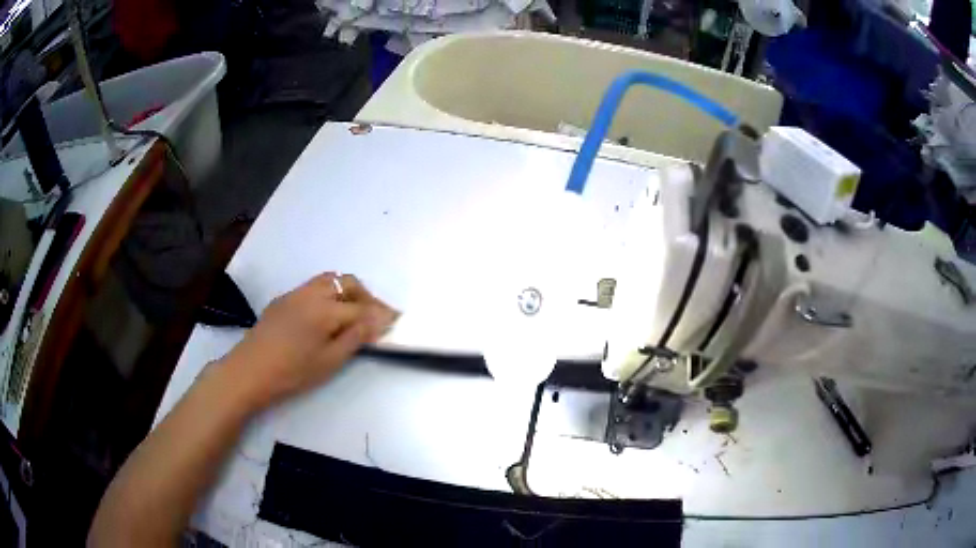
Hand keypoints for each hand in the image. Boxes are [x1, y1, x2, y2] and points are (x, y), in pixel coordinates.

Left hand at [219, 273, 397, 409]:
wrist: (250, 371)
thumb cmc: (292, 372)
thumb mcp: (329, 361)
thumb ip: (354, 338)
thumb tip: (377, 321)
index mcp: (325, 310)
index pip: (361, 308)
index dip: (381, 314)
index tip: (396, 320)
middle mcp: (312, 293)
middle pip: (347, 283)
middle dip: (366, 296)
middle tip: (375, 316)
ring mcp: (296, 294)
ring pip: (329, 280)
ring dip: (347, 291)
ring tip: (354, 312)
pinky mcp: (284, 299)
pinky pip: (313, 287)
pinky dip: (329, 293)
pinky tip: (327, 314)